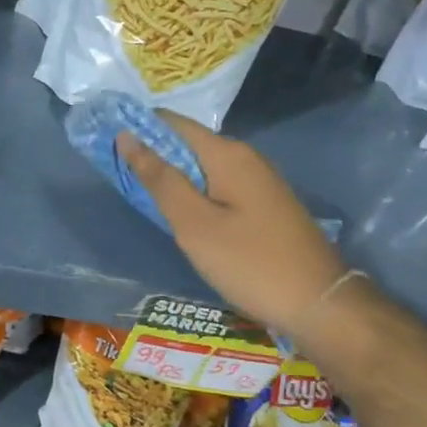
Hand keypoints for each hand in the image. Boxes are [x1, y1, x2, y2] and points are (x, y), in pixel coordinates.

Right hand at [118, 111, 345, 336]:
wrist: (319, 303)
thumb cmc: (249, 262)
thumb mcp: (194, 223)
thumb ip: (160, 179)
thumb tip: (127, 136)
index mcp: (227, 154)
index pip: (173, 123)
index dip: (139, 128)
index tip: (107, 143)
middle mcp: (246, 158)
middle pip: (189, 144)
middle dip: (153, 155)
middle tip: (119, 178)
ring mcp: (260, 182)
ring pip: (204, 168)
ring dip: (173, 177)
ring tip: (143, 198)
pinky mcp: (266, 205)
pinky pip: (220, 186)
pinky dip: (195, 194)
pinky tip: (183, 218)